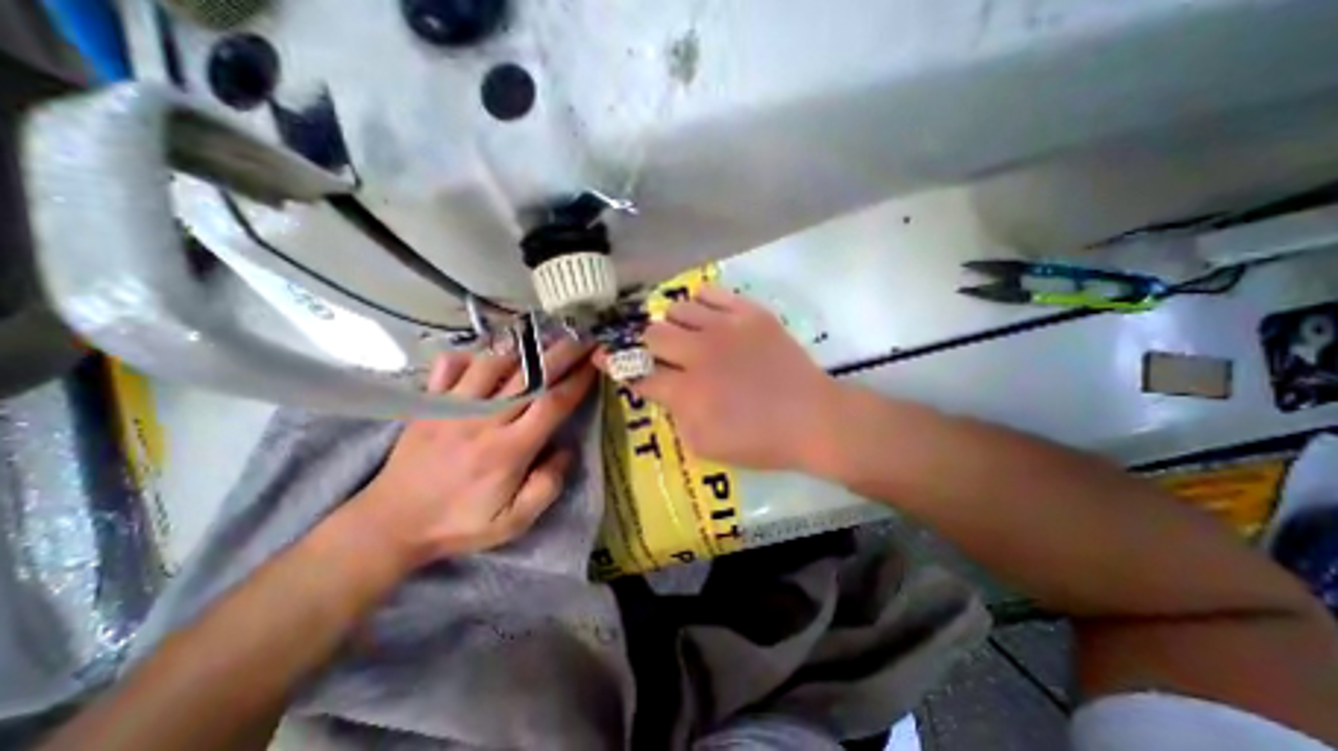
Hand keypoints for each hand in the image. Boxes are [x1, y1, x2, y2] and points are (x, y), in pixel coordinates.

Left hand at [348, 341, 596, 567]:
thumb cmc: (460, 523)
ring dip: (522, 349)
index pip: (552, 404)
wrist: (390, 524)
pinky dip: (471, 354)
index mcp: (509, 450)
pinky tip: (487, 355)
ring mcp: (452, 407)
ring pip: (492, 363)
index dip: (577, 381)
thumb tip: (566, 450)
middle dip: (561, 354)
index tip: (595, 364)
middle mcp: (483, 420)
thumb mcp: (513, 522)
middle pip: (529, 377)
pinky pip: (450, 365)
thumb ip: (547, 486)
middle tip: (581, 338)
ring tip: (543, 340)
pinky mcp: (429, 403)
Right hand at [601, 285, 837, 471]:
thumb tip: (664, 390)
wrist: (813, 418)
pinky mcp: (750, 313)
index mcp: (687, 391)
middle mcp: (700, 353)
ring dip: (670, 322)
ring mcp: (726, 328)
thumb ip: (675, 416)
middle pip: (651, 334)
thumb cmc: (760, 441)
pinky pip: (711, 293)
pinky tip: (702, 315)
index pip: (638, 373)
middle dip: (640, 342)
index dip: (616, 365)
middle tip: (646, 347)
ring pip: (677, 309)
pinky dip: (698, 302)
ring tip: (678, 332)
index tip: (603, 357)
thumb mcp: (705, 445)